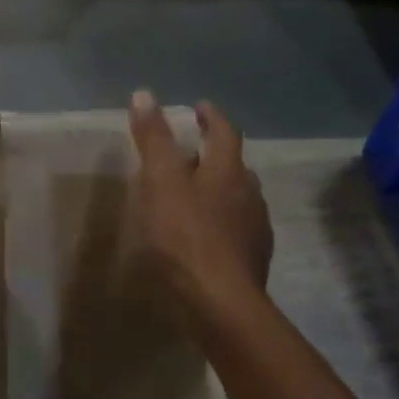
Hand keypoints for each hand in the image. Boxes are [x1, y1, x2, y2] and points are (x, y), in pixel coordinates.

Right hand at [128, 91, 272, 311]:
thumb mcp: (160, 182)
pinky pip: (235, 229)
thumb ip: (154, 139)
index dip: (211, 117)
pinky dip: (218, 222)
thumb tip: (144, 94)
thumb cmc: (185, 237)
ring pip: (237, 199)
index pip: (224, 132)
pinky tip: (202, 236)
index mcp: (228, 171)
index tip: (199, 107)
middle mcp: (249, 195)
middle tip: (189, 154)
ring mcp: (254, 230)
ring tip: (193, 195)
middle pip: (234, 166)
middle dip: (214, 155)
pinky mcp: (251, 260)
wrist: (220, 304)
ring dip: (218, 190)